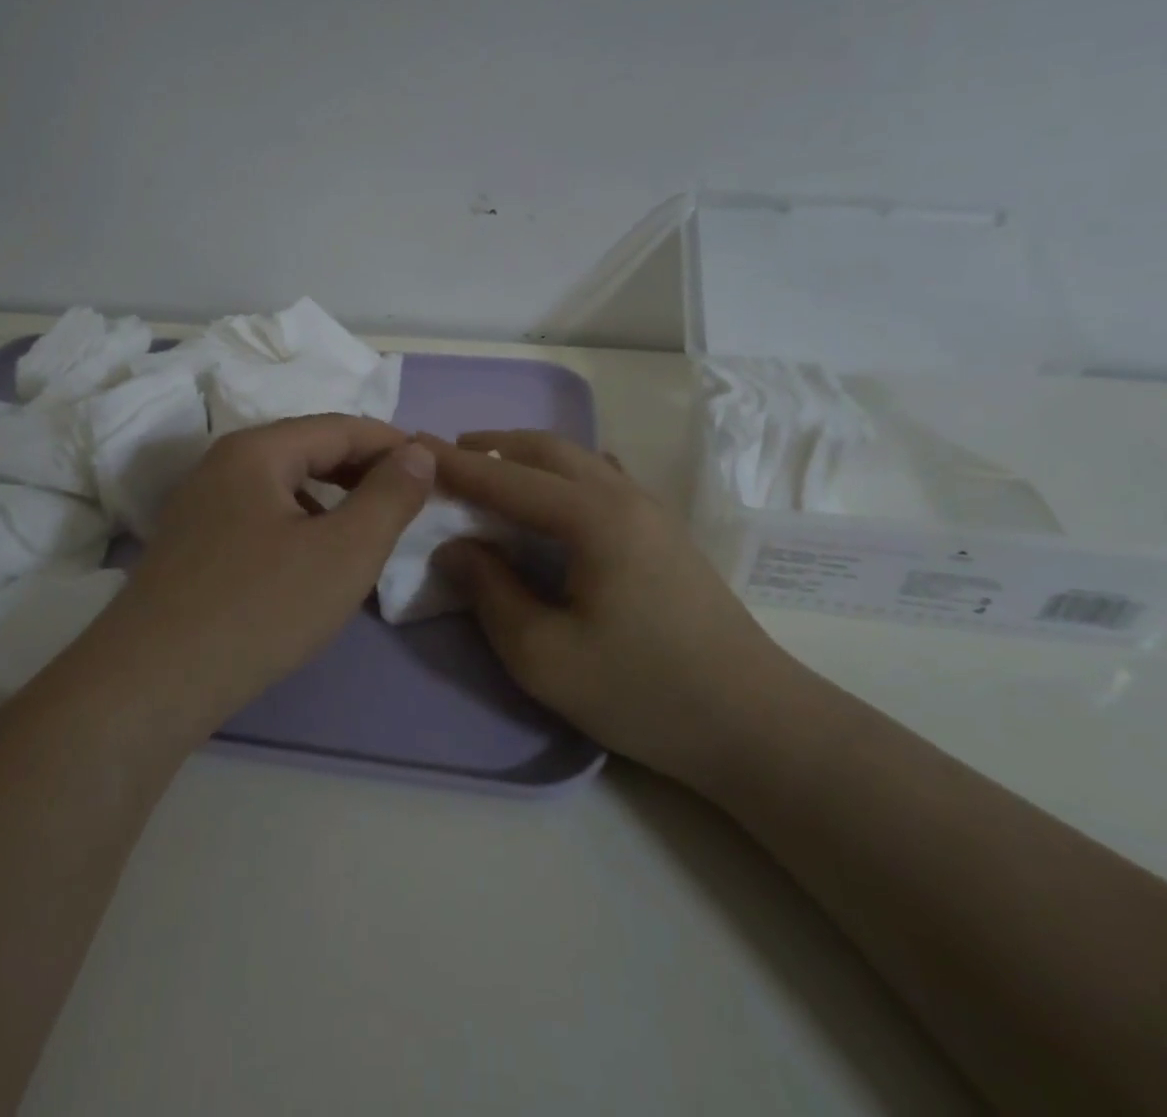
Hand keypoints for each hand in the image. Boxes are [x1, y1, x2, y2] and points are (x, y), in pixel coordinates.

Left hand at [99, 415, 435, 726]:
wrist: (150, 685)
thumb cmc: (260, 608)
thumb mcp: (345, 551)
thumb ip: (390, 496)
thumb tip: (418, 453)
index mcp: (258, 450)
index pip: (341, 427)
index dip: (393, 443)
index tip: (435, 467)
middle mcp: (222, 465)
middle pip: (308, 450)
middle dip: (363, 470)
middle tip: (408, 498)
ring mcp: (200, 506)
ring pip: (283, 486)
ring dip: (332, 498)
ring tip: (366, 530)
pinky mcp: (191, 546)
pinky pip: (260, 516)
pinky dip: (300, 525)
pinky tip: (312, 561)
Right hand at [428, 431, 797, 793]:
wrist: (755, 723)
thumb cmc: (643, 692)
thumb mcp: (544, 656)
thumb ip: (490, 592)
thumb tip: (455, 547)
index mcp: (592, 517)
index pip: (507, 477)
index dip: (455, 463)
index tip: (411, 444)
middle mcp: (622, 496)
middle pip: (547, 450)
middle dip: (492, 447)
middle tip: (447, 459)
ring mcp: (651, 510)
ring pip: (578, 459)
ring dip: (528, 458)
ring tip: (492, 474)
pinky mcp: (664, 531)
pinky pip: (602, 478)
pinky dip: (562, 474)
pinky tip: (554, 500)